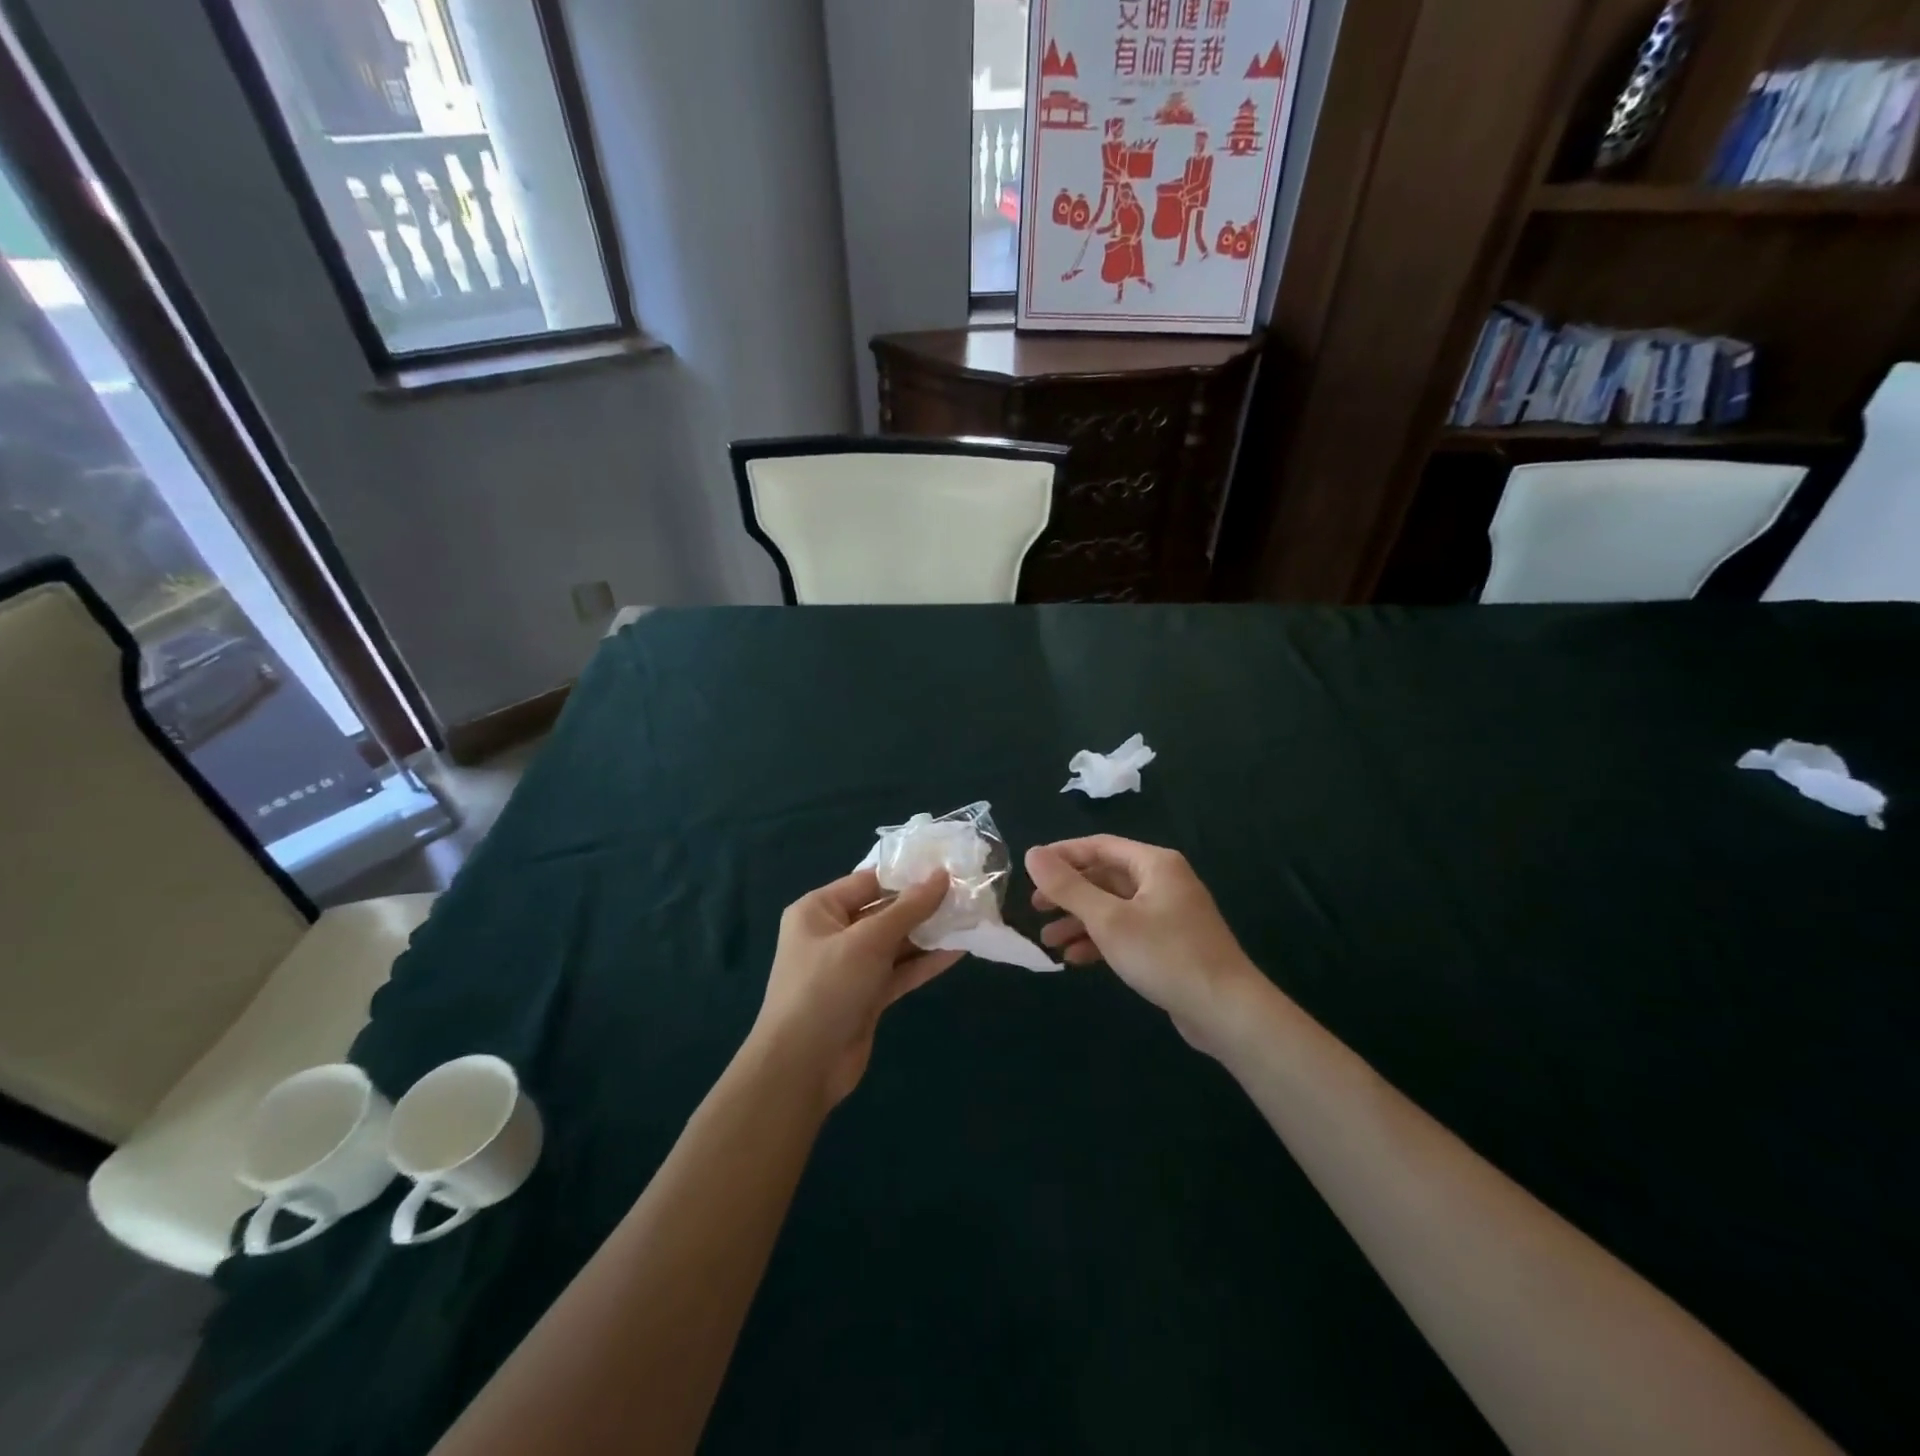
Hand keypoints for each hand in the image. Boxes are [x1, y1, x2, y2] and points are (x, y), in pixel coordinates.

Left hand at [752, 869, 960, 1106]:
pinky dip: (925, 962)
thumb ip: (908, 909)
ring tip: (970, 918)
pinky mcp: (866, 996)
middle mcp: (833, 933)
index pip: (869, 881)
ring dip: (929, 934)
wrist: (802, 1067)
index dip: (907, 875)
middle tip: (966, 893)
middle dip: (923, 905)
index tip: (947, 867)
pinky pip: (899, 971)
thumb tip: (941, 876)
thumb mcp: (868, 940)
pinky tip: (959, 951)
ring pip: (895, 943)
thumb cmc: (827, 988)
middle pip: (884, 911)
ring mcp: (850, 967)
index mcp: (819, 910)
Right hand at [1026, 836, 1259, 1054]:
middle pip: (1105, 877)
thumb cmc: (1165, 955)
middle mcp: (1163, 881)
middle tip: (1035, 908)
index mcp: (1155, 864)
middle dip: (1069, 893)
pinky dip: (1100, 940)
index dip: (1062, 856)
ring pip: (1113, 907)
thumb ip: (1068, 887)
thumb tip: (1032, 853)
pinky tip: (1075, 959)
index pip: (1099, 846)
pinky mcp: (1170, 944)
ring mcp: (1168, 914)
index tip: (1029, 871)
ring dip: (1080, 921)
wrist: (1226, 1011)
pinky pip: (1127, 931)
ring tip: (1048, 940)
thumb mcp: (1108, 920)